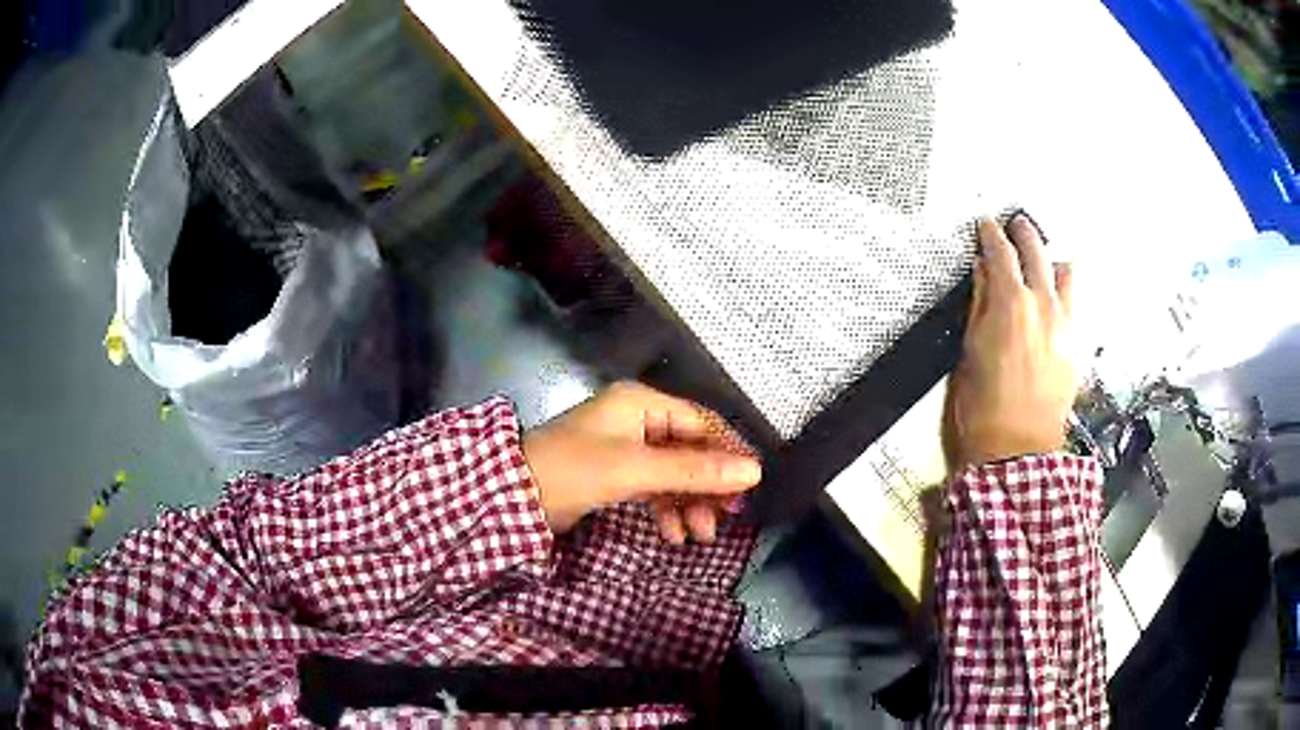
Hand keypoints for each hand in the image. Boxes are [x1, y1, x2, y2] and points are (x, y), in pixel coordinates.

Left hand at [522, 381, 762, 542]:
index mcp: (642, 403)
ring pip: (673, 474)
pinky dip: (666, 510)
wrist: (511, 497)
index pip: (701, 422)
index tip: (750, 485)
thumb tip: (754, 471)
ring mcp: (625, 448)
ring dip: (689, 504)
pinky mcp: (615, 474)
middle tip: (728, 518)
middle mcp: (637, 420)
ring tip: (700, 537)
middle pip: (689, 450)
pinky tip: (673, 534)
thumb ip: (694, 471)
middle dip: (708, 486)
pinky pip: (653, 488)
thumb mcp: (636, 470)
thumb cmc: (573, 470)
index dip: (728, 452)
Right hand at [947, 214, 1076, 468]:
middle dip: (1024, 233)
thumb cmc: (982, 403)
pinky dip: (1065, 291)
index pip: (1001, 252)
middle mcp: (1044, 304)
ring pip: (1067, 272)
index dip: (991, 234)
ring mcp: (1067, 323)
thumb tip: (983, 270)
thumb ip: (979, 303)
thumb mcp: (970, 349)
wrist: (1017, 449)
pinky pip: (1076, 303)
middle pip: (1037, 251)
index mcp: (1012, 303)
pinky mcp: (1078, 344)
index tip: (985, 223)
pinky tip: (1056, 299)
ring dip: (1053, 261)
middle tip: (1016, 225)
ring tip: (1043, 264)